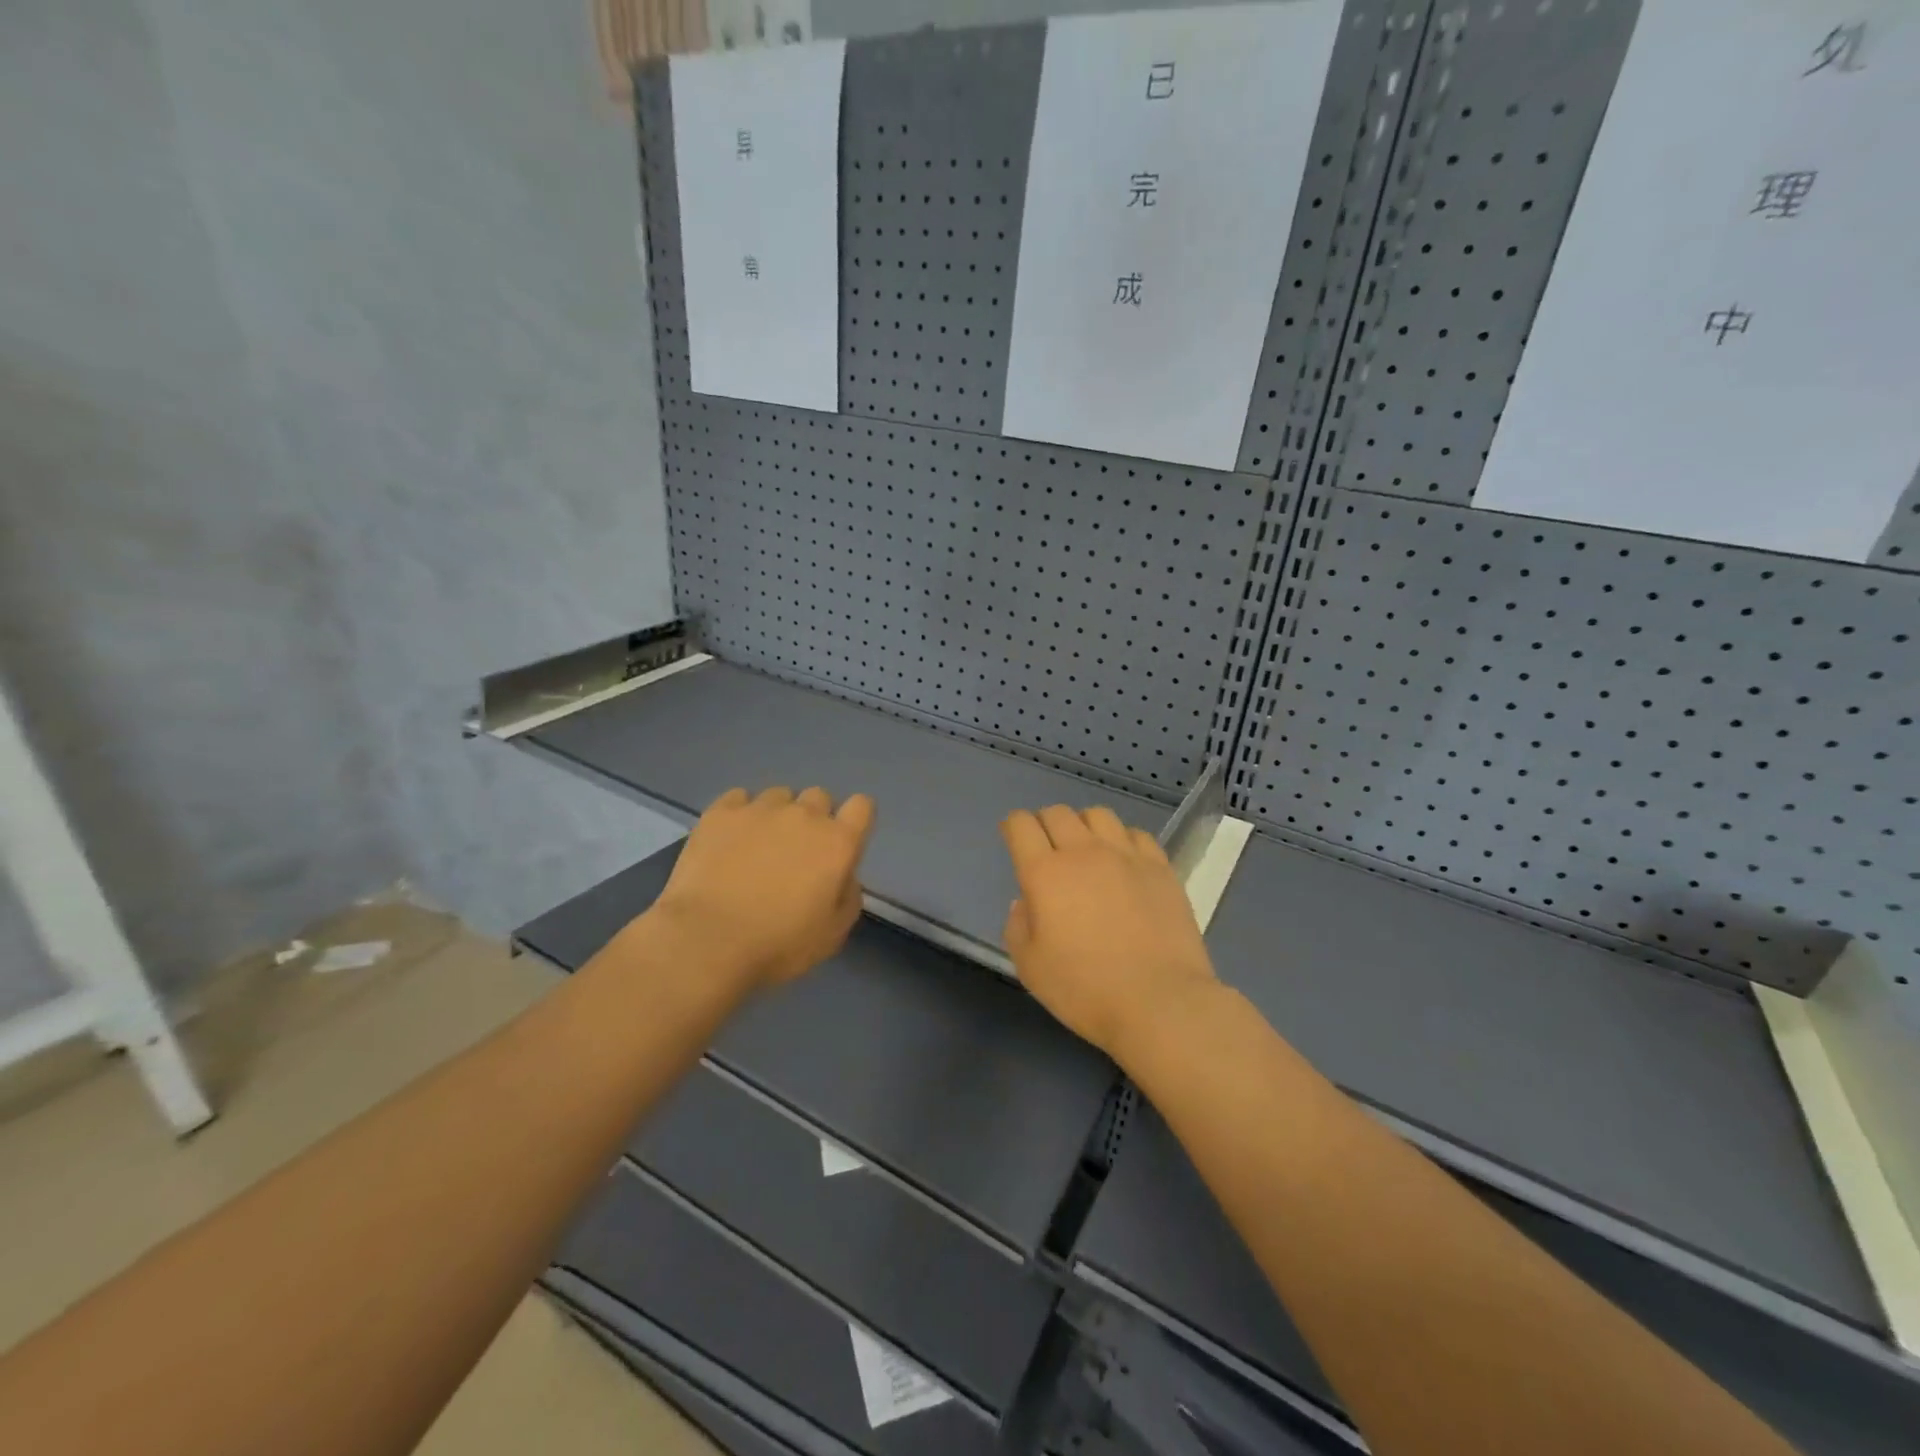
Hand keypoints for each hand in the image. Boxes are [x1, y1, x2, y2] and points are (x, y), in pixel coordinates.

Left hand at [649, 786, 875, 989]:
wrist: (707, 941)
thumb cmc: (778, 944)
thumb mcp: (833, 934)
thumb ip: (848, 896)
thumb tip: (843, 875)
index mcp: (837, 842)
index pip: (862, 806)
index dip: (854, 820)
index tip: (841, 843)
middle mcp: (804, 815)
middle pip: (819, 796)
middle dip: (814, 818)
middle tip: (797, 852)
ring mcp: (760, 809)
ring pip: (779, 795)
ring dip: (777, 815)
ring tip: (758, 846)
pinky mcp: (721, 812)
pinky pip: (739, 798)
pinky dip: (740, 814)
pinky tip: (729, 839)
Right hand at [1001, 805, 1218, 1061]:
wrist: (1159, 1001)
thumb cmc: (1085, 989)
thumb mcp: (1030, 967)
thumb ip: (1017, 926)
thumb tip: (1026, 901)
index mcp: (1044, 873)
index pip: (1021, 825)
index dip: (1012, 826)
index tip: (1013, 839)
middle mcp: (1083, 852)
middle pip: (1057, 813)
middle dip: (1044, 823)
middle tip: (1047, 849)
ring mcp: (1126, 856)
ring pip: (1098, 815)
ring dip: (1084, 825)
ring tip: (1087, 850)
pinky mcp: (1160, 867)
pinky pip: (1136, 834)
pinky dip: (1122, 840)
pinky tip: (1124, 862)